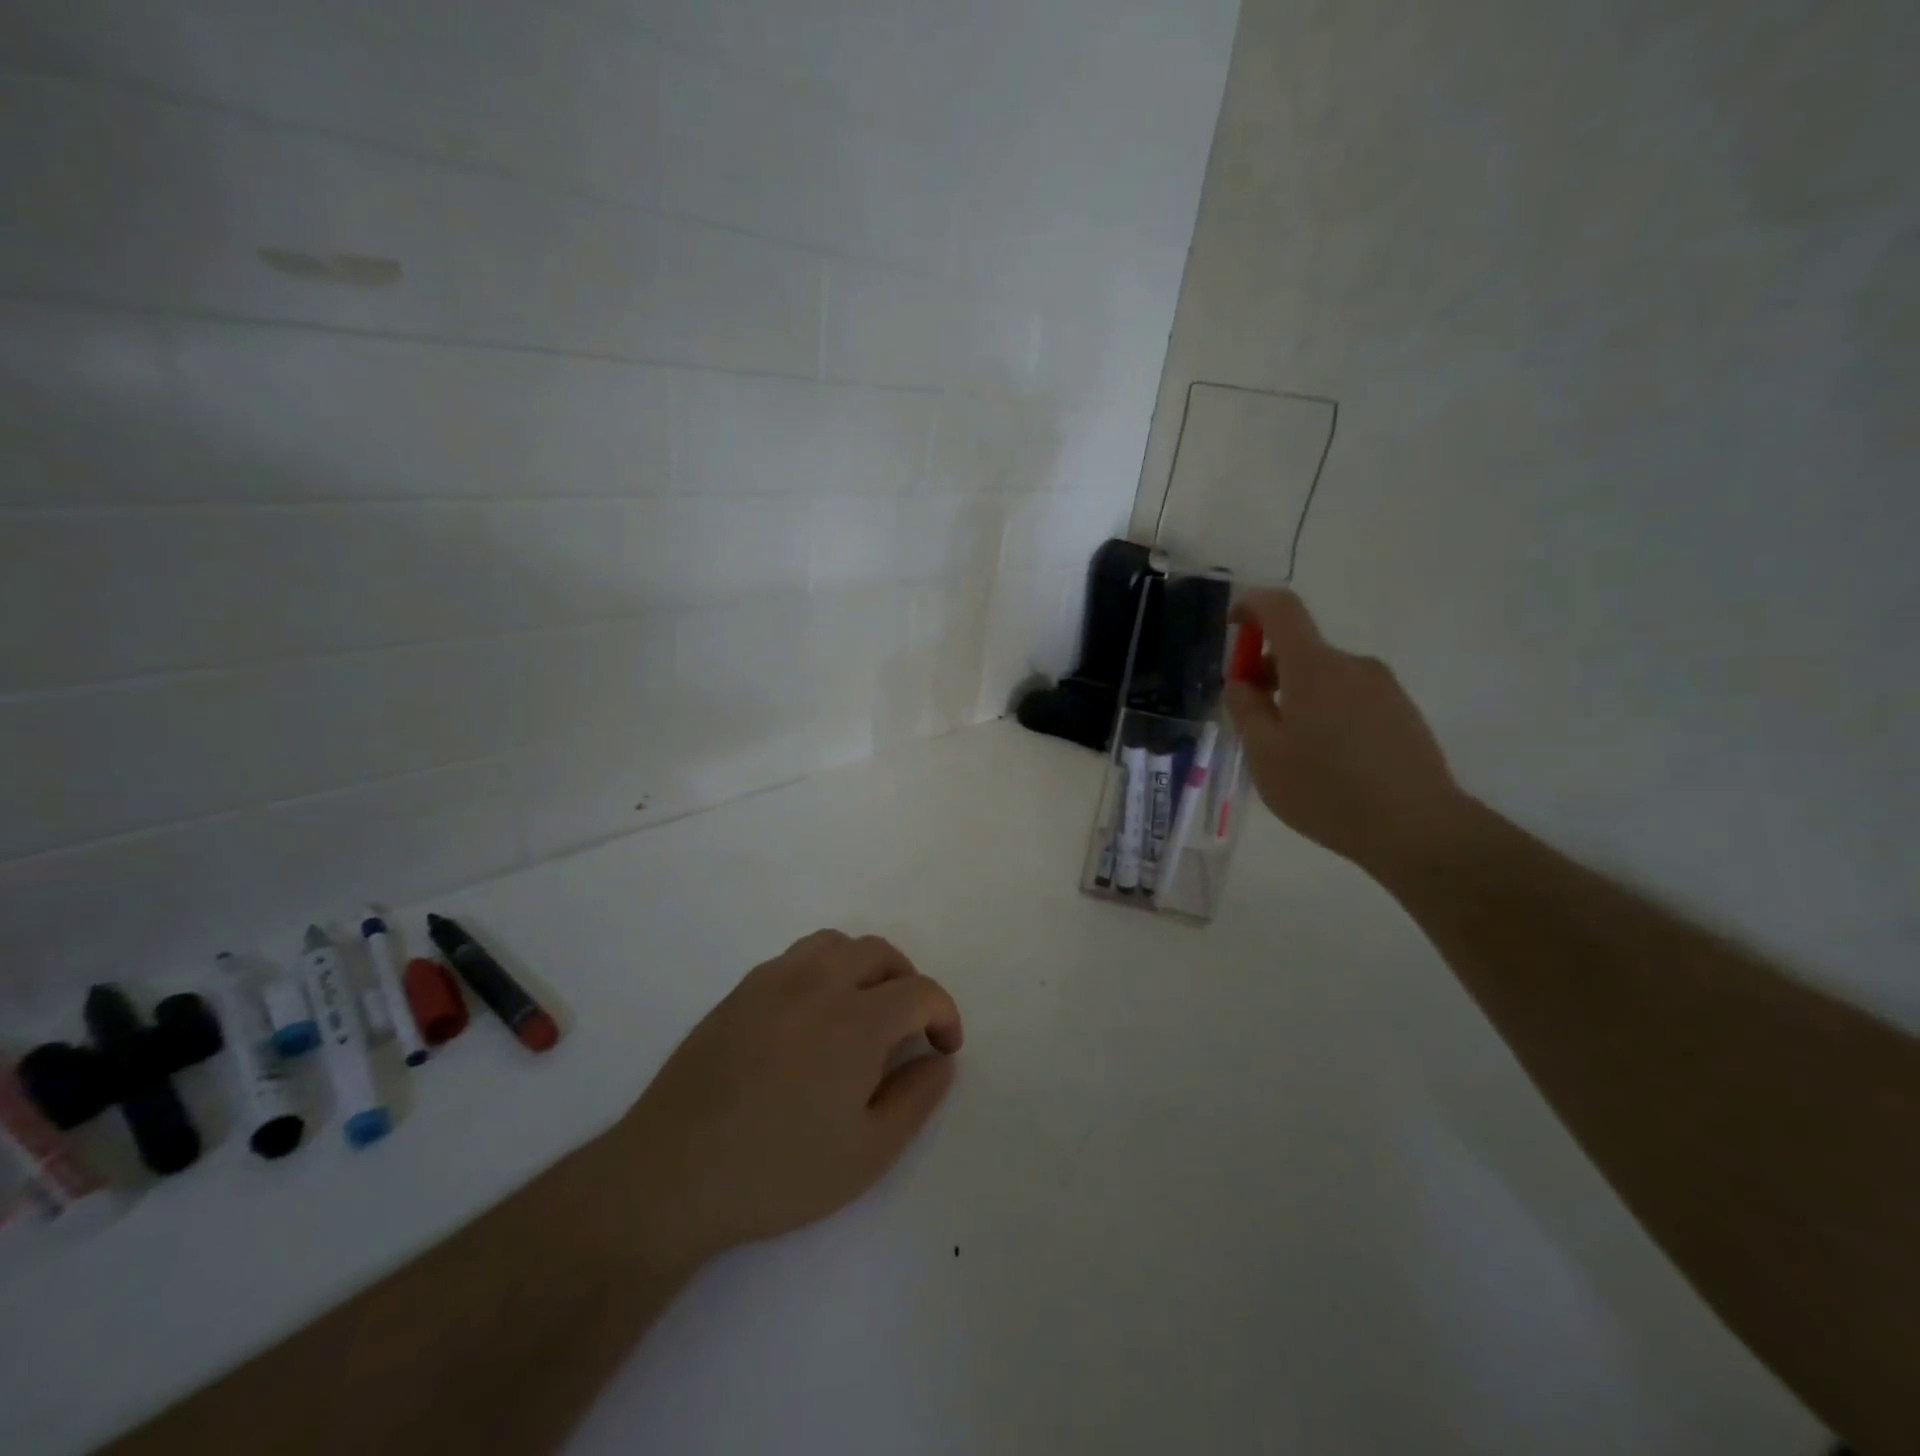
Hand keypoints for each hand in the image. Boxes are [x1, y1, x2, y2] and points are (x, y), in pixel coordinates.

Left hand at [615, 930, 962, 1271]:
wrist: (671, 1174)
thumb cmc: (778, 1171)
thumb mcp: (867, 1153)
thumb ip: (916, 1098)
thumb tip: (939, 1059)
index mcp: (855, 1020)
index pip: (919, 990)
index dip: (944, 1014)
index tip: (944, 1048)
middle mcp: (817, 983)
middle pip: (880, 953)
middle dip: (908, 983)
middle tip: (908, 1028)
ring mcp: (773, 980)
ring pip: (836, 944)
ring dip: (865, 967)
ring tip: (863, 1012)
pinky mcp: (741, 990)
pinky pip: (798, 958)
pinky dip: (824, 970)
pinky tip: (814, 1018)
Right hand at [1223, 590, 1465, 873]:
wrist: (1417, 828)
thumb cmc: (1326, 790)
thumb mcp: (1264, 754)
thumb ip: (1245, 708)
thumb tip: (1242, 680)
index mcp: (1314, 667)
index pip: (1281, 609)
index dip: (1251, 605)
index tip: (1232, 626)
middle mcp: (1352, 665)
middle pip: (1300, 649)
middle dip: (1268, 671)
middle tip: (1252, 719)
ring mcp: (1383, 687)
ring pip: (1324, 677)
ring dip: (1297, 697)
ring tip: (1290, 751)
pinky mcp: (1401, 711)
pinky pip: (1349, 697)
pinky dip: (1325, 712)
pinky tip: (1326, 760)